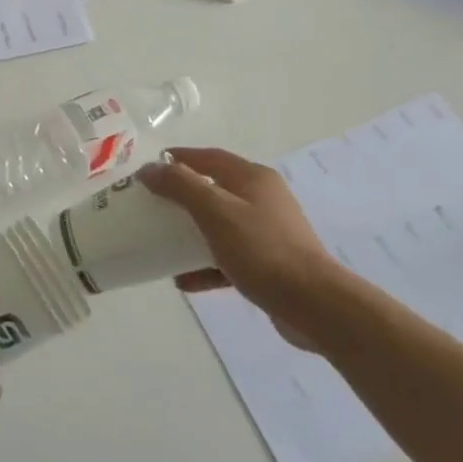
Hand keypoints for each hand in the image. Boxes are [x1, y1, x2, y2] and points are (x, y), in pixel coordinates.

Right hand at [138, 148, 355, 351]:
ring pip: (220, 225)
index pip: (209, 157)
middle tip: (152, 206)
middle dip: (182, 197)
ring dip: (191, 233)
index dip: (178, 158)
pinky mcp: (269, 264)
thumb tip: (149, 168)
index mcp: (253, 178)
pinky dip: (206, 265)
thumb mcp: (215, 212)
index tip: (149, 168)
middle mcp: (263, 199)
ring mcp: (268, 232)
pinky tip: (184, 281)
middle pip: (214, 190)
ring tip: (162, 243)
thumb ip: (180, 186)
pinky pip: (229, 257)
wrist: (313, 304)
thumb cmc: (261, 249)